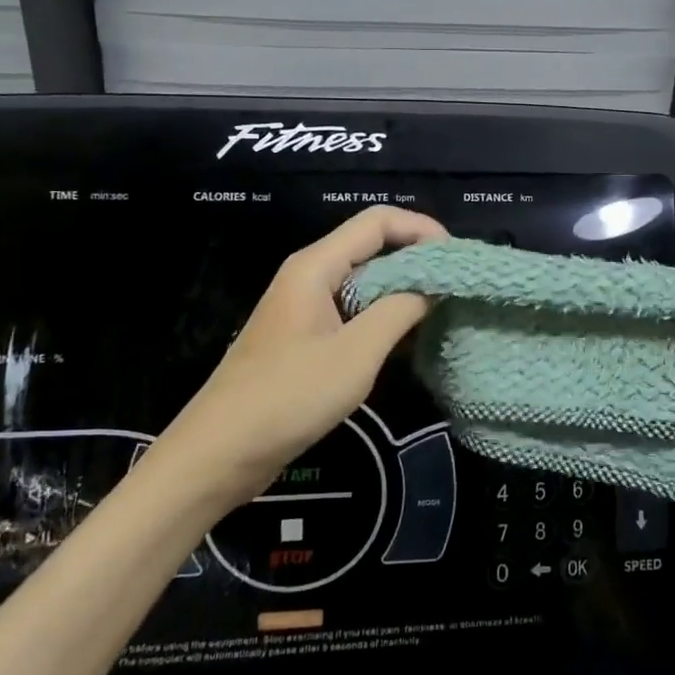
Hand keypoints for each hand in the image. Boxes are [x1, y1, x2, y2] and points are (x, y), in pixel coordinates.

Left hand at [145, 205, 447, 509]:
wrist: (218, 453)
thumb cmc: (288, 397)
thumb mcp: (356, 354)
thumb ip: (400, 310)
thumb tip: (433, 285)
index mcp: (317, 266)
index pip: (378, 221)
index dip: (422, 229)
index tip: (457, 259)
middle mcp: (311, 275)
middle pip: (373, 246)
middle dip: (417, 260)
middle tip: (457, 287)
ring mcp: (306, 306)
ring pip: (365, 280)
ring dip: (403, 290)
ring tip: (442, 312)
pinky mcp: (306, 336)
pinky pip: (354, 310)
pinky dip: (384, 316)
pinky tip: (409, 341)